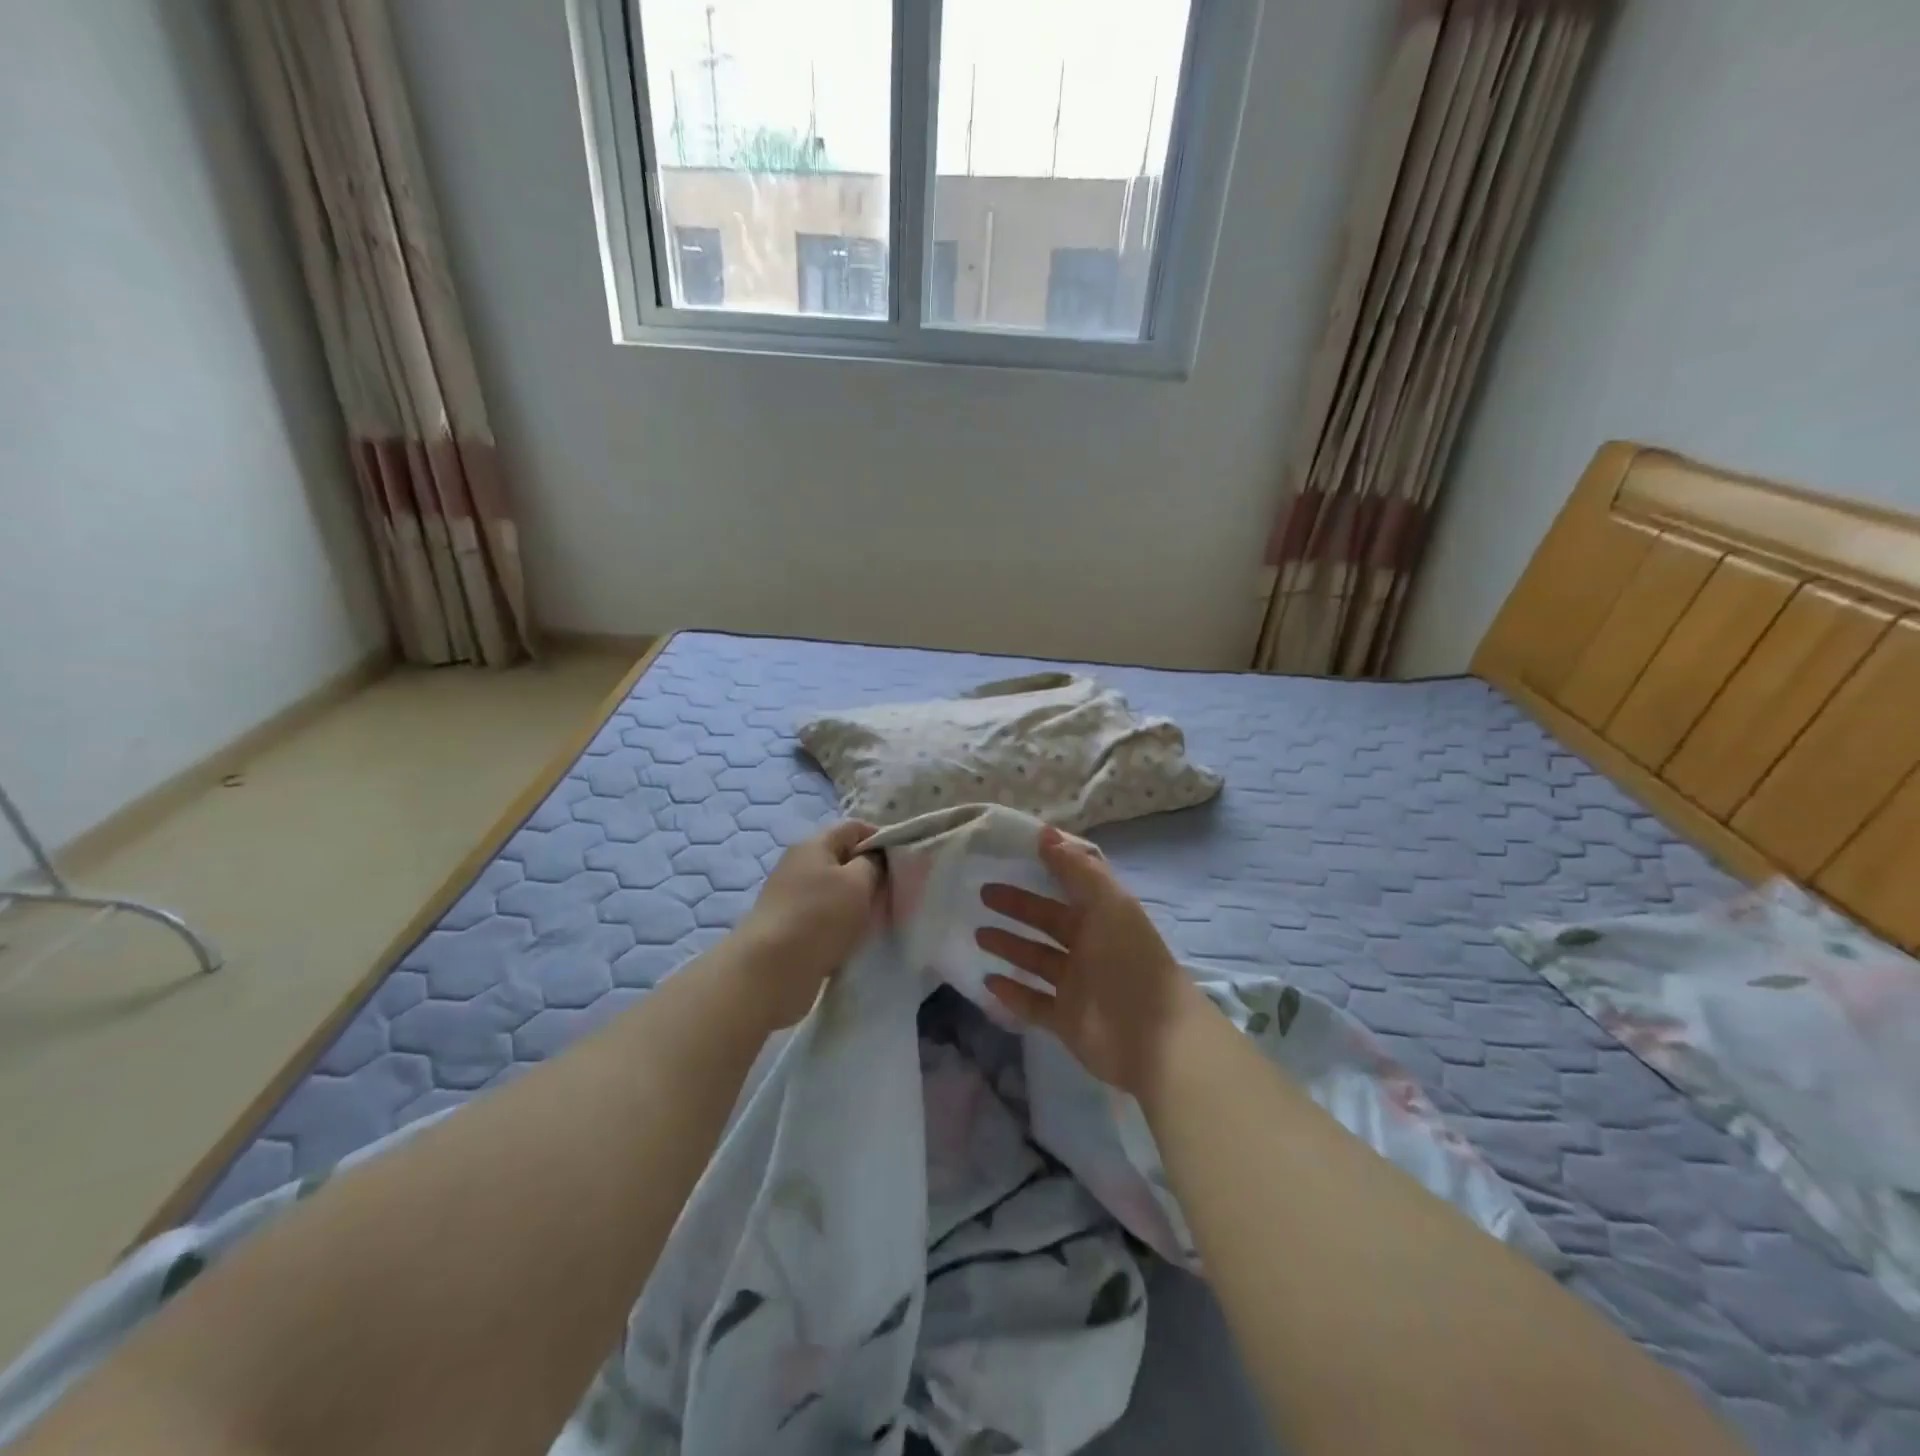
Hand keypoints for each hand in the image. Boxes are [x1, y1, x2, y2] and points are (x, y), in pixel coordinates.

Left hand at [734, 820, 882, 1025]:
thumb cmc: (820, 917)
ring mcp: (790, 895)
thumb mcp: (858, 883)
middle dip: (869, 872)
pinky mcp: (788, 924)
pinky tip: (852, 937)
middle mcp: (798, 863)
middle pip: (843, 858)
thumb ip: (873, 863)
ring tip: (875, 918)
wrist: (771, 970)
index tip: (902, 860)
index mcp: (813, 844)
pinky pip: (823, 914)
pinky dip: (840, 922)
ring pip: (834, 889)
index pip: (853, 827)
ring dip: (855, 901)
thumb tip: (874, 858)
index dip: (881, 838)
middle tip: (892, 892)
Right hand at [975, 826, 1208, 1096]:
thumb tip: (1045, 832)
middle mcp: (1090, 948)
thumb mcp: (1109, 904)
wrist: (1153, 1038)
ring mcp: (1077, 986)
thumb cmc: (1130, 960)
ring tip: (977, 935)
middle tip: (983, 894)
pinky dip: (1012, 992)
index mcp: (1104, 918)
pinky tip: (987, 980)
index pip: (1070, 887)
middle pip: (1048, 922)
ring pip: (1036, 960)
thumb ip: (1077, 869)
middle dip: (1017, 907)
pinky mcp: (1066, 1020)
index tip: (1011, 858)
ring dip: (1009, 946)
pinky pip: (1033, 1003)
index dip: (1045, 871)